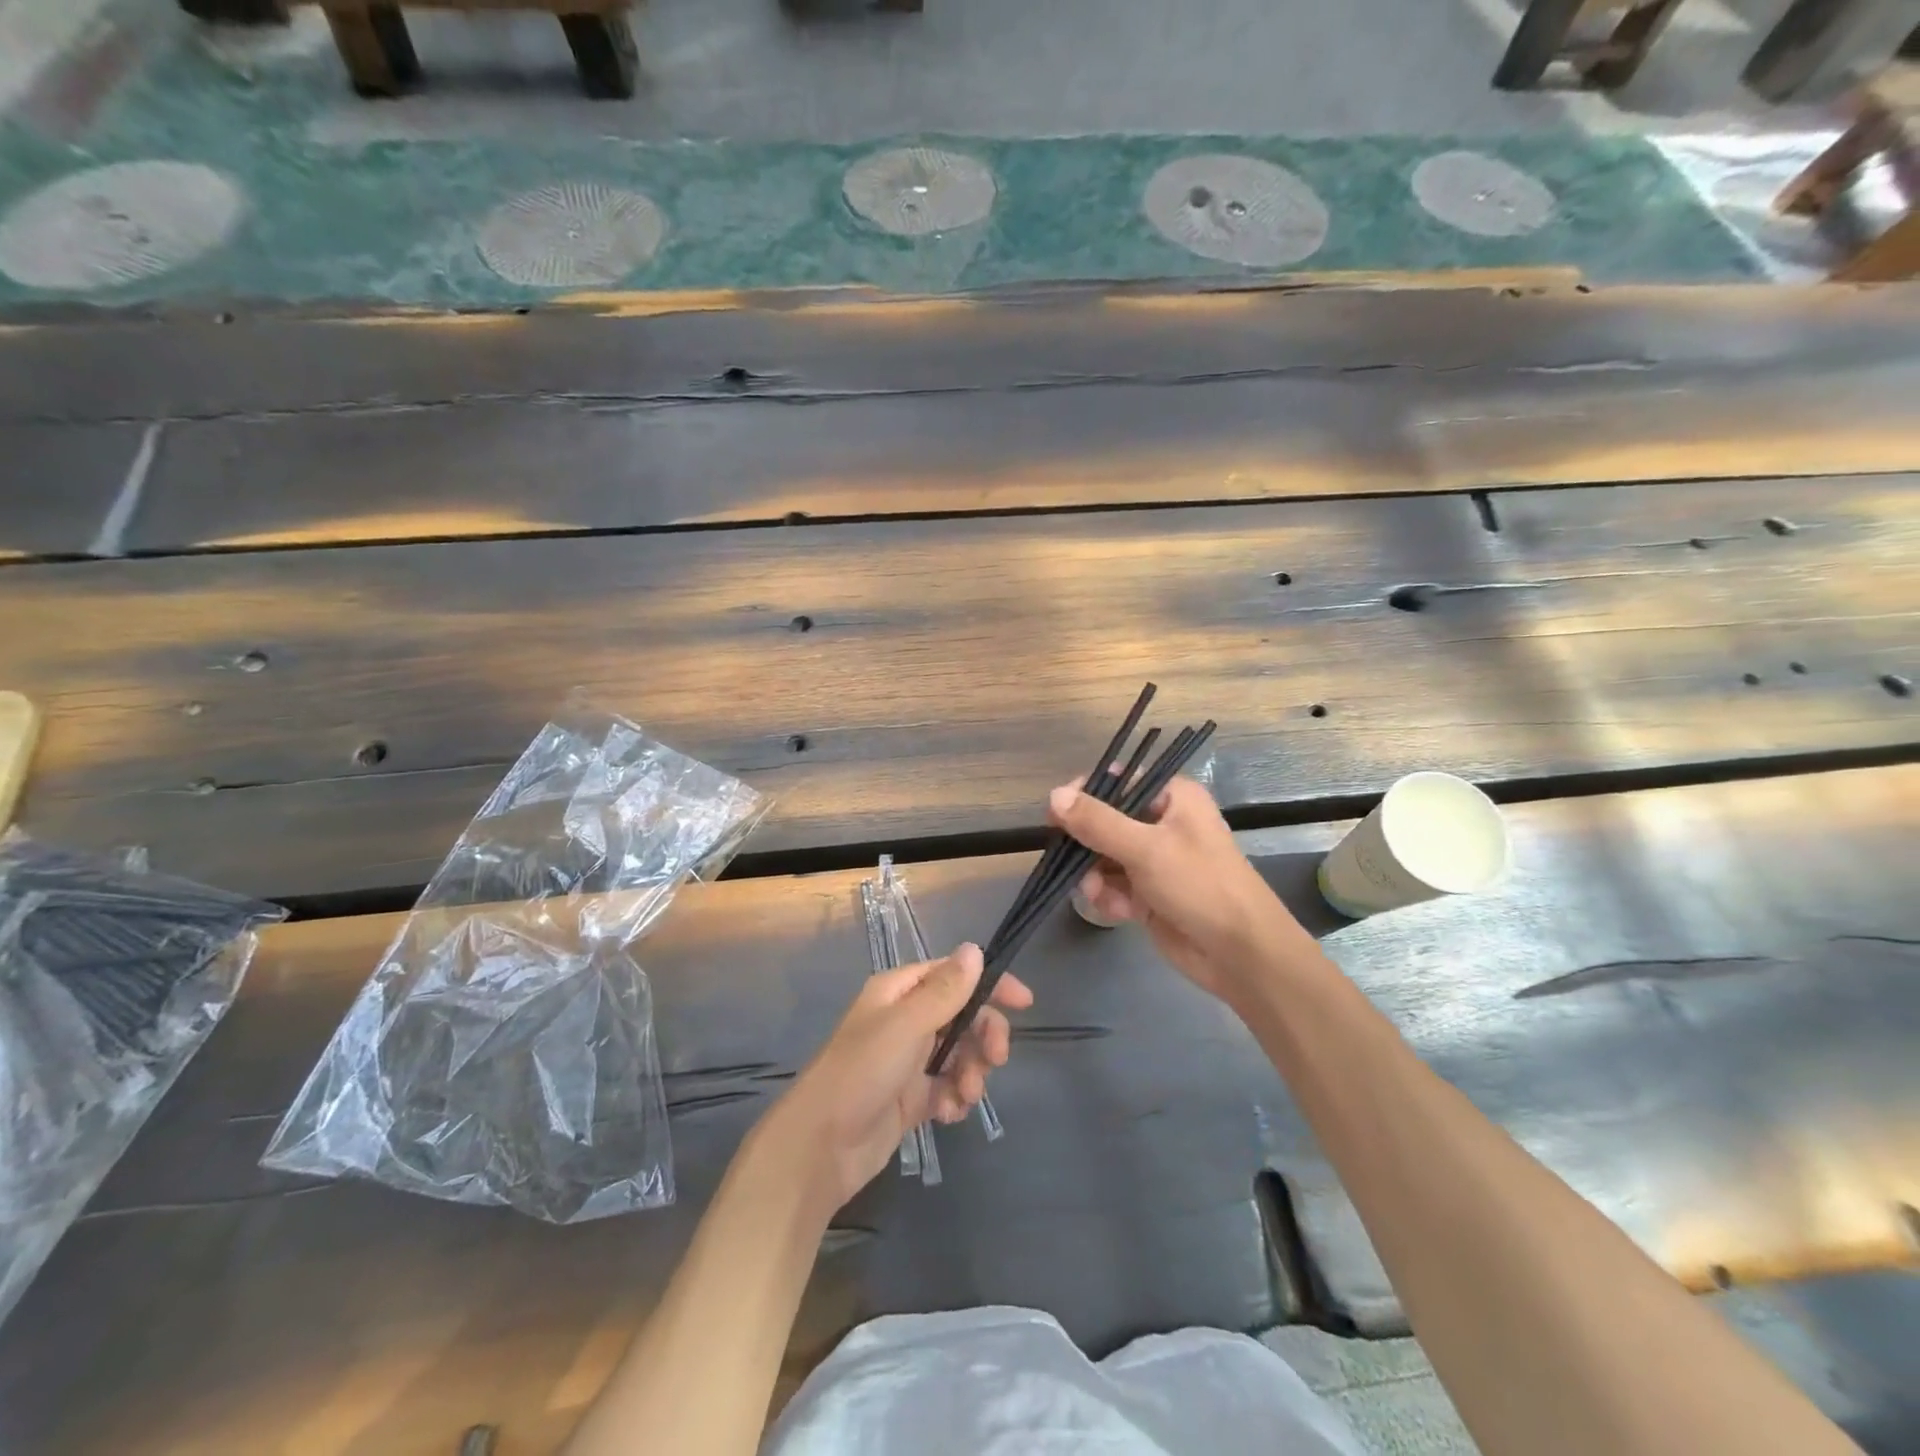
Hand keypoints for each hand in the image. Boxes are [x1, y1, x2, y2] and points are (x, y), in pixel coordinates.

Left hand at [776, 944, 1031, 1212]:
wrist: (820, 1147)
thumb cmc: (861, 1072)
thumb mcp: (906, 1025)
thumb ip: (945, 990)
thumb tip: (975, 949)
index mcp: (899, 992)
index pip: (953, 974)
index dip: (989, 984)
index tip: (1024, 1003)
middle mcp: (905, 1020)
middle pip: (963, 1016)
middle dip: (983, 1036)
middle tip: (996, 1060)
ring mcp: (909, 1060)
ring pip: (960, 1054)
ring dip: (971, 1072)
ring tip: (964, 1096)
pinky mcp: (911, 1098)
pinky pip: (948, 1088)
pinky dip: (955, 1098)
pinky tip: (948, 1114)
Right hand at [1049, 776, 1300, 1002]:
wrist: (1240, 954)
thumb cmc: (1200, 886)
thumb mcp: (1146, 848)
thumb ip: (1097, 822)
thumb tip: (1054, 795)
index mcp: (1173, 797)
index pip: (1119, 781)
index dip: (1085, 794)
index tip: (1057, 814)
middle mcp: (1163, 822)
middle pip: (1105, 820)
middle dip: (1086, 844)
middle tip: (1071, 861)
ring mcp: (1156, 860)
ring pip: (1103, 856)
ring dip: (1094, 875)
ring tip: (1097, 893)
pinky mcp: (1149, 893)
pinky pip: (1113, 885)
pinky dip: (1109, 896)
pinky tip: (1118, 911)